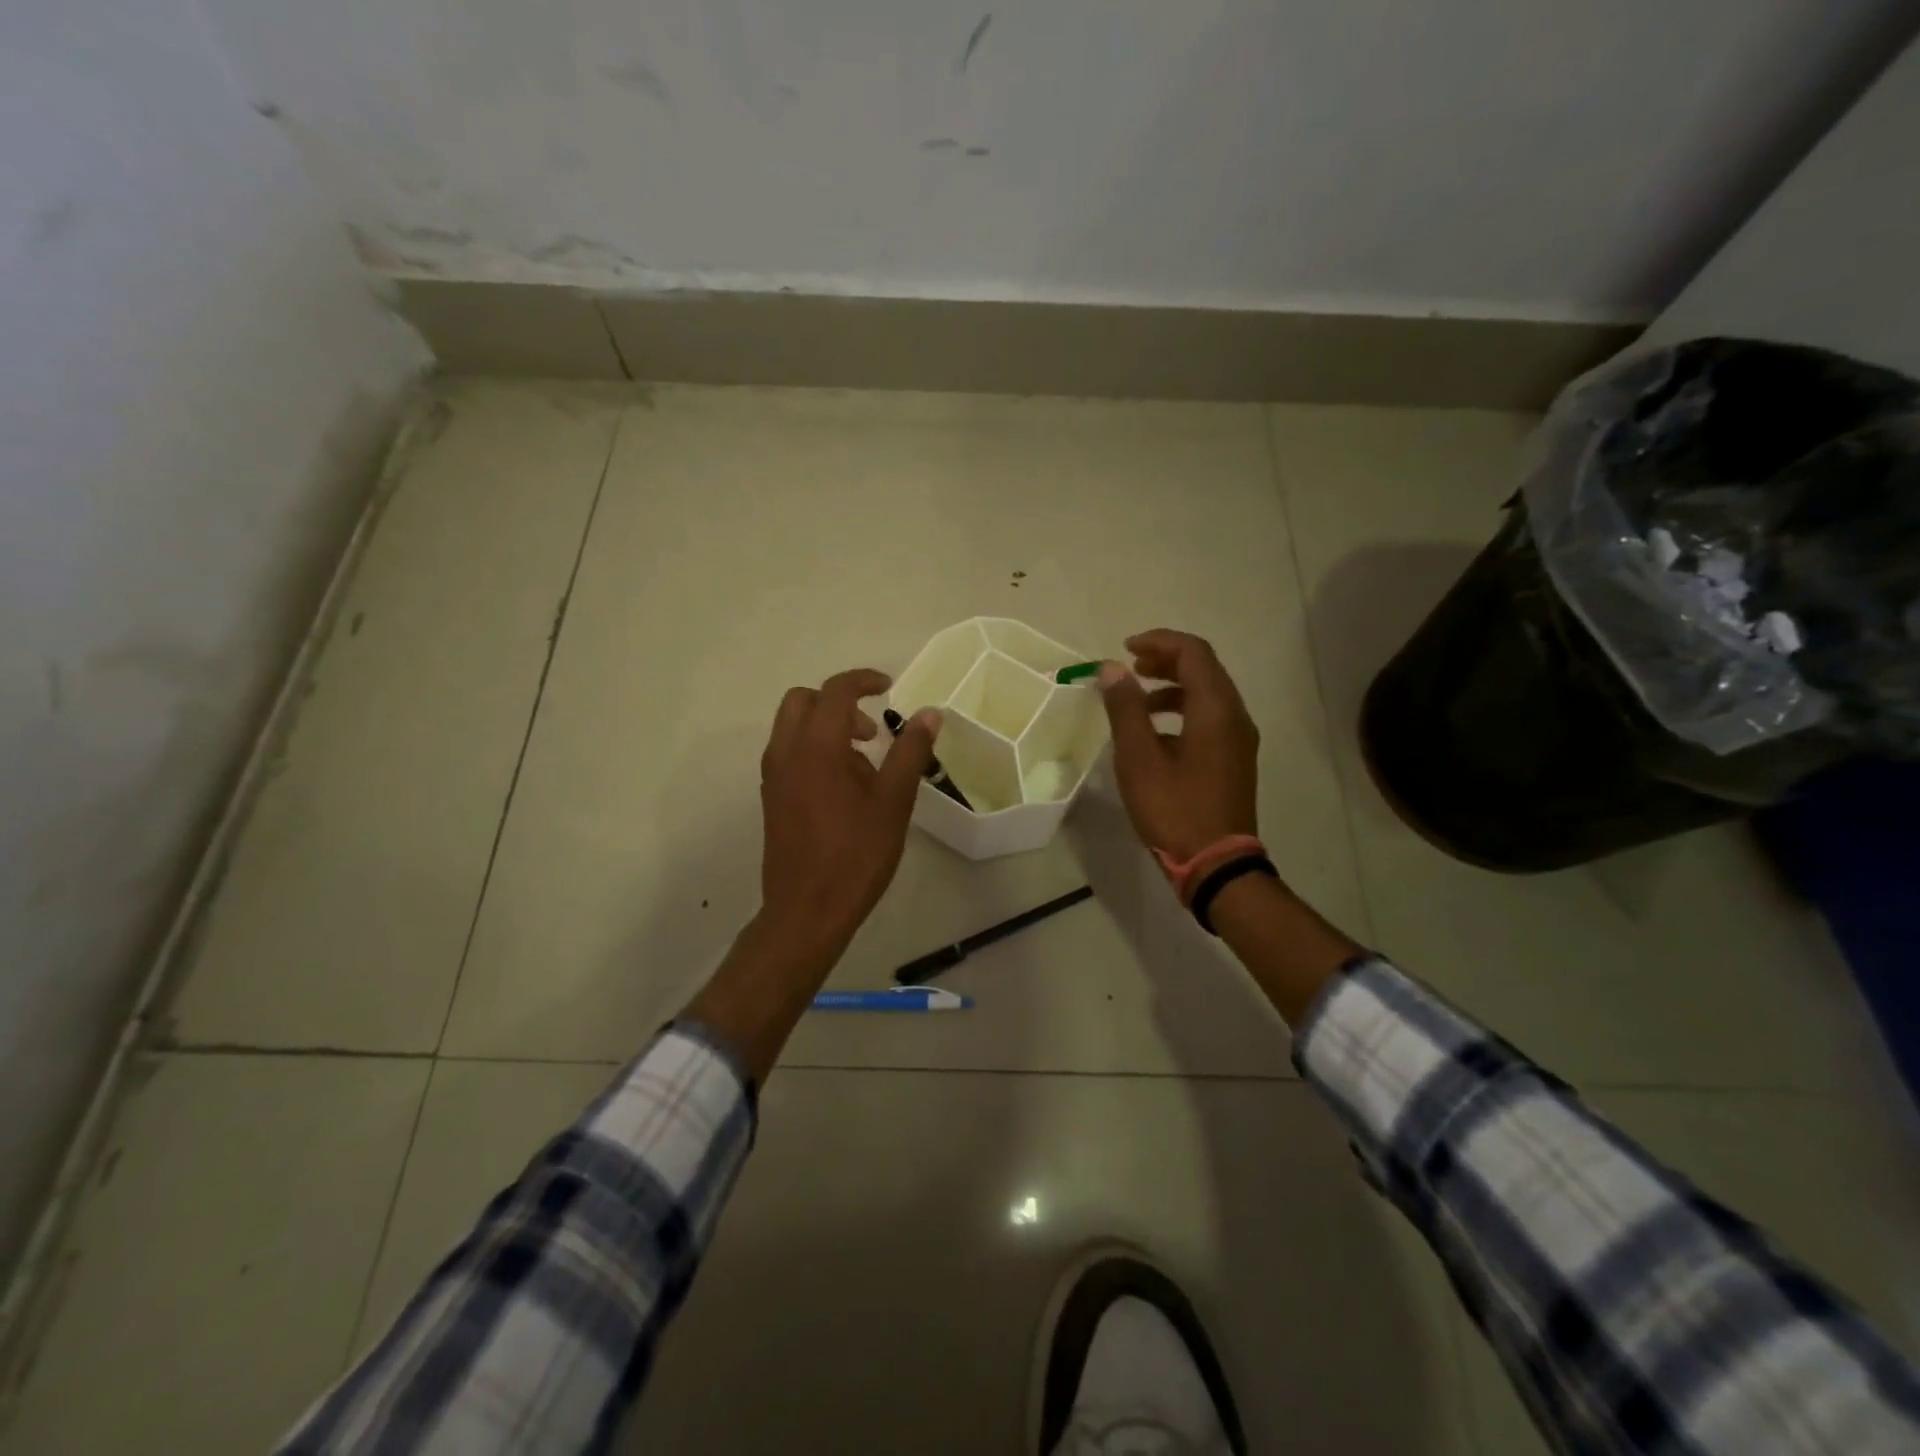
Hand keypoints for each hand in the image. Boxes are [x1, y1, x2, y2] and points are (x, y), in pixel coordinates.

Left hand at [758, 669, 939, 956]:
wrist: (807, 910)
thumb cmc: (856, 855)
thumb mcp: (893, 801)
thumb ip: (910, 751)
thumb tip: (930, 713)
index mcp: (816, 747)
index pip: (835, 691)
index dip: (863, 680)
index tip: (889, 687)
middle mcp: (786, 752)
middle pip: (803, 701)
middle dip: (838, 702)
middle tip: (871, 730)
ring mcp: (773, 776)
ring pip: (792, 727)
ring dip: (826, 727)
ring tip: (863, 765)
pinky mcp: (770, 797)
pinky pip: (788, 753)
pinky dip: (813, 748)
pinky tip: (843, 788)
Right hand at [1098, 630, 1259, 859]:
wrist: (1216, 865)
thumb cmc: (1174, 809)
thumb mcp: (1139, 758)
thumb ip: (1125, 709)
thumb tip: (1112, 669)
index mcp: (1215, 709)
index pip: (1193, 652)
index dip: (1159, 641)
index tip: (1125, 649)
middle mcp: (1235, 717)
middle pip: (1204, 669)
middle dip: (1166, 660)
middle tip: (1130, 667)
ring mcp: (1239, 739)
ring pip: (1208, 694)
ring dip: (1173, 686)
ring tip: (1138, 698)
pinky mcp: (1234, 759)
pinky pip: (1210, 718)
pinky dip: (1182, 710)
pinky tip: (1155, 733)